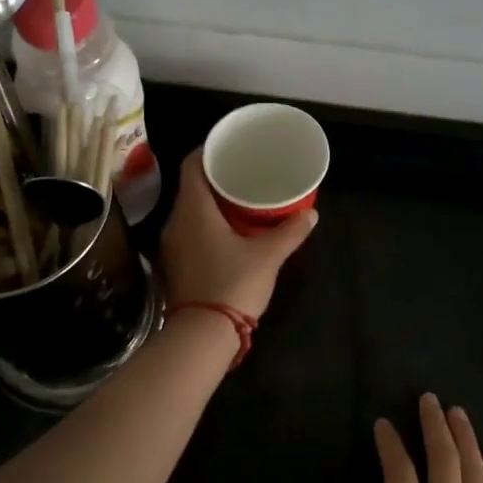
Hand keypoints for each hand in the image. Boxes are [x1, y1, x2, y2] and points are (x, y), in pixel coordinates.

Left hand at [160, 149, 316, 317]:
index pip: (191, 165)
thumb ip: (289, 232)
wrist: (202, 335)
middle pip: (191, 187)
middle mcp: (175, 221)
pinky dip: (205, 225)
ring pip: (189, 211)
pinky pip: (188, 231)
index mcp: (193, 209)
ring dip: (210, 203)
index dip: (208, 150)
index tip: (229, 147)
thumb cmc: (233, 284)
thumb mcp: (268, 256)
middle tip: (242, 173)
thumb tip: (311, 213)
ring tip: (238, 200)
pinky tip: (227, 232)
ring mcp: (171, 245)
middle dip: (215, 178)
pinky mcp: (175, 265)